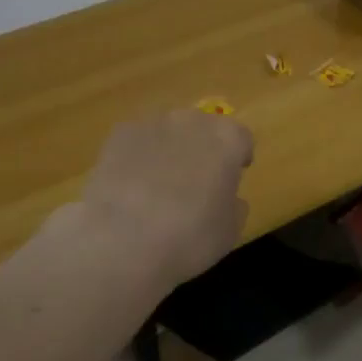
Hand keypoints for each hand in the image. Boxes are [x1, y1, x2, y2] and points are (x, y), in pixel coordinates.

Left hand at [66, 109, 253, 292]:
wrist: (122, 239)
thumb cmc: (189, 237)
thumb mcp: (229, 231)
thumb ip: (234, 205)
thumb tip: (227, 197)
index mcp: (228, 139)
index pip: (241, 139)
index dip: (238, 158)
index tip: (233, 178)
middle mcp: (193, 121)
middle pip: (204, 128)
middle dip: (203, 149)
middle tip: (196, 182)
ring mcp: (153, 123)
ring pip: (169, 132)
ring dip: (170, 150)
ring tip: (158, 186)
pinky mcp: (119, 134)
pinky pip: (138, 141)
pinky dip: (138, 157)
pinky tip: (130, 187)